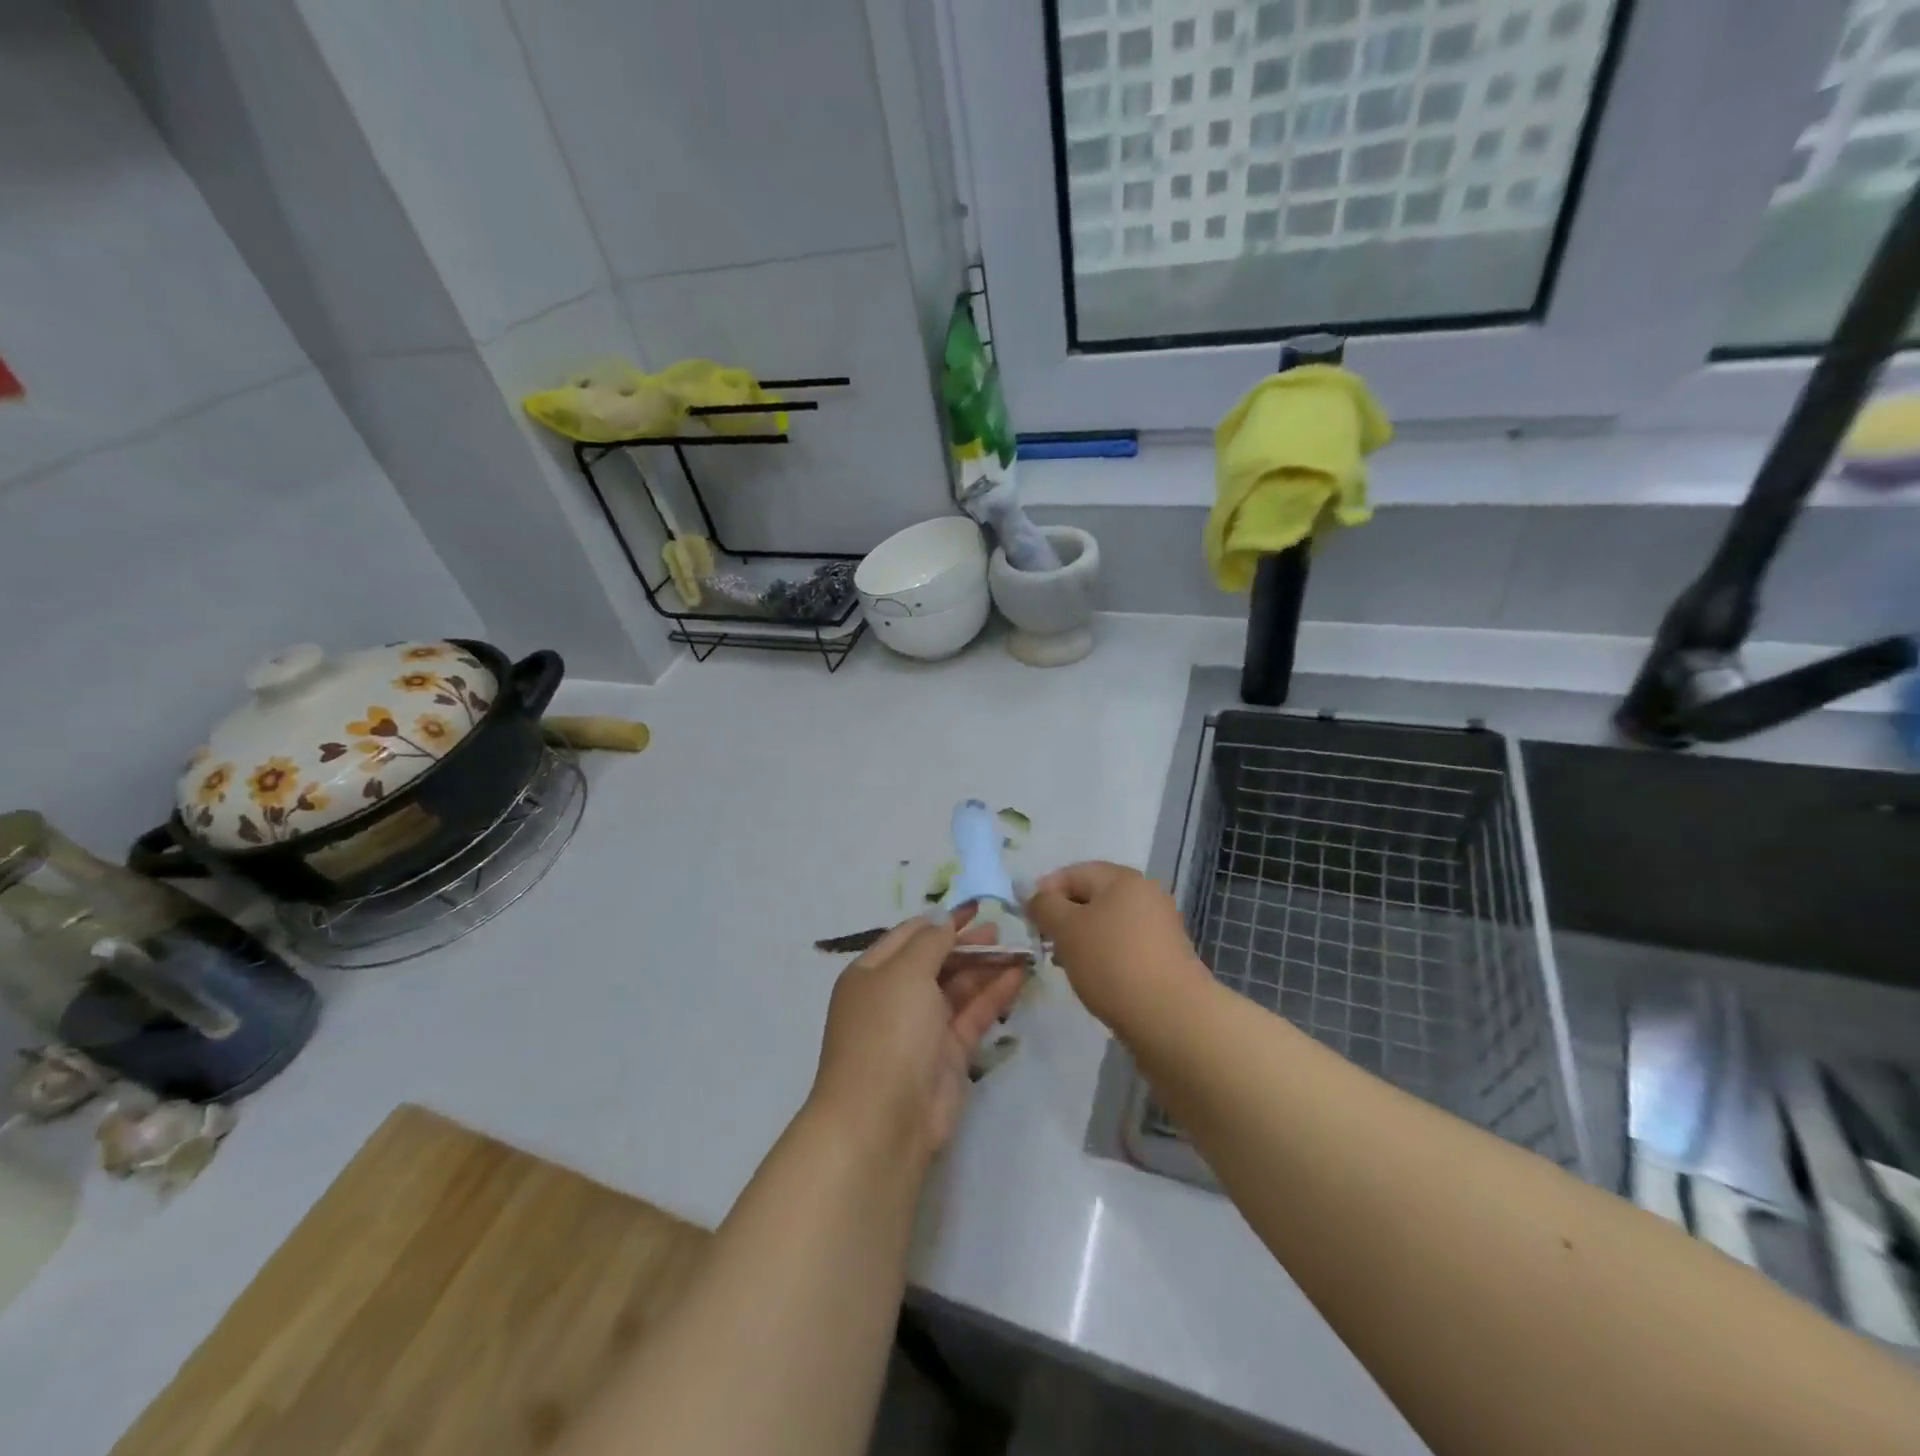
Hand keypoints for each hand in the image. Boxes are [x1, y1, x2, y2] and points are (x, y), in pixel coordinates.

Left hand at [809, 907, 1026, 1166]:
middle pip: (935, 961)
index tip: (976, 905)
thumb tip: (944, 920)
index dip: (942, 919)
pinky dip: (994, 994)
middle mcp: (894, 997)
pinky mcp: (948, 1055)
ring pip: (957, 988)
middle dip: (966, 943)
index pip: (909, 935)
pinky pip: (973, 1015)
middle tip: (1002, 928)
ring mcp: (922, 1028)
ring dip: (985, 967)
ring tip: (1019, 948)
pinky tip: (1018, 976)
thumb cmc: (887, 1032)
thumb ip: (930, 942)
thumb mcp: (905, 973)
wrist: (883, 1120)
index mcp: (871, 973)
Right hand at [1027, 862, 1211, 1032]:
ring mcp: (1159, 927)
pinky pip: (1123, 946)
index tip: (1027, 918)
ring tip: (1064, 964)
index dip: (1045, 890)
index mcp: (1123, 879)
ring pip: (1107, 924)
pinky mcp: (1164, 957)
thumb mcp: (1066, 929)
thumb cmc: (1112, 962)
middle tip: (1043, 942)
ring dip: (1082, 939)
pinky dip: (1103, 956)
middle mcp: (1145, 895)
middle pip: (1092, 897)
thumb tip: (1035, 894)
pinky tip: (1093, 979)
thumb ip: (1044, 906)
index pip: (1074, 873)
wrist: (1171, 1017)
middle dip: (1063, 917)